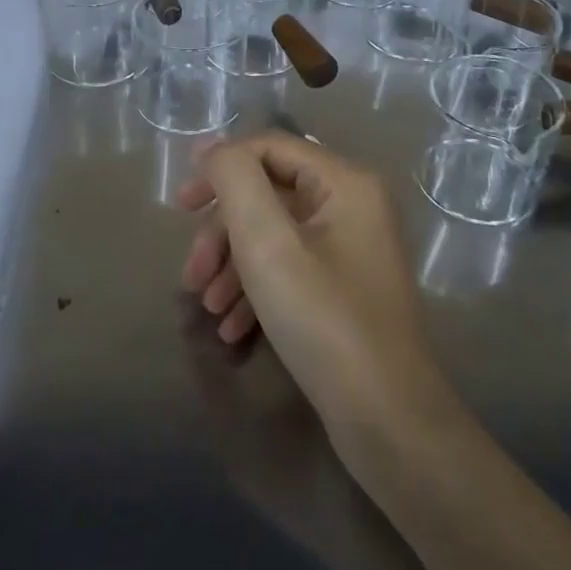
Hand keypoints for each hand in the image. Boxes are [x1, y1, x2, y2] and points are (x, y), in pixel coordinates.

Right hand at [177, 132, 458, 448]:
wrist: (389, 422)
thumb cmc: (324, 320)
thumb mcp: (267, 243)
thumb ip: (235, 180)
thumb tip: (212, 147)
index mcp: (344, 182)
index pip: (268, 148)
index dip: (219, 169)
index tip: (180, 207)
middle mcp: (353, 205)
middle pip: (269, 195)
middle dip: (223, 232)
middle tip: (191, 274)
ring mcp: (352, 249)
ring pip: (276, 236)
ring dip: (234, 266)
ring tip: (207, 310)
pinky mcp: (346, 288)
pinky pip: (291, 269)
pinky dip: (258, 290)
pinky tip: (233, 328)